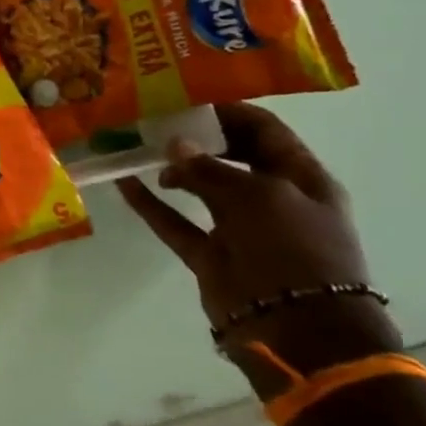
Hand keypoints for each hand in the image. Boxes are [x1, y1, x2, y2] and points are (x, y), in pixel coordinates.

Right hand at [117, 103, 399, 396]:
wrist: (298, 327)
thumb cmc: (292, 249)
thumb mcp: (257, 197)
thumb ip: (210, 169)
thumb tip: (174, 146)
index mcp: (300, 178)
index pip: (264, 131)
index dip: (229, 112)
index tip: (186, 97)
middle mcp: (271, 198)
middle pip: (229, 156)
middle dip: (195, 138)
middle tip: (153, 121)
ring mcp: (239, 227)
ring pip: (200, 188)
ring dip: (171, 169)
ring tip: (136, 148)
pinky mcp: (210, 254)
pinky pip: (175, 221)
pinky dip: (151, 204)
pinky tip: (124, 183)